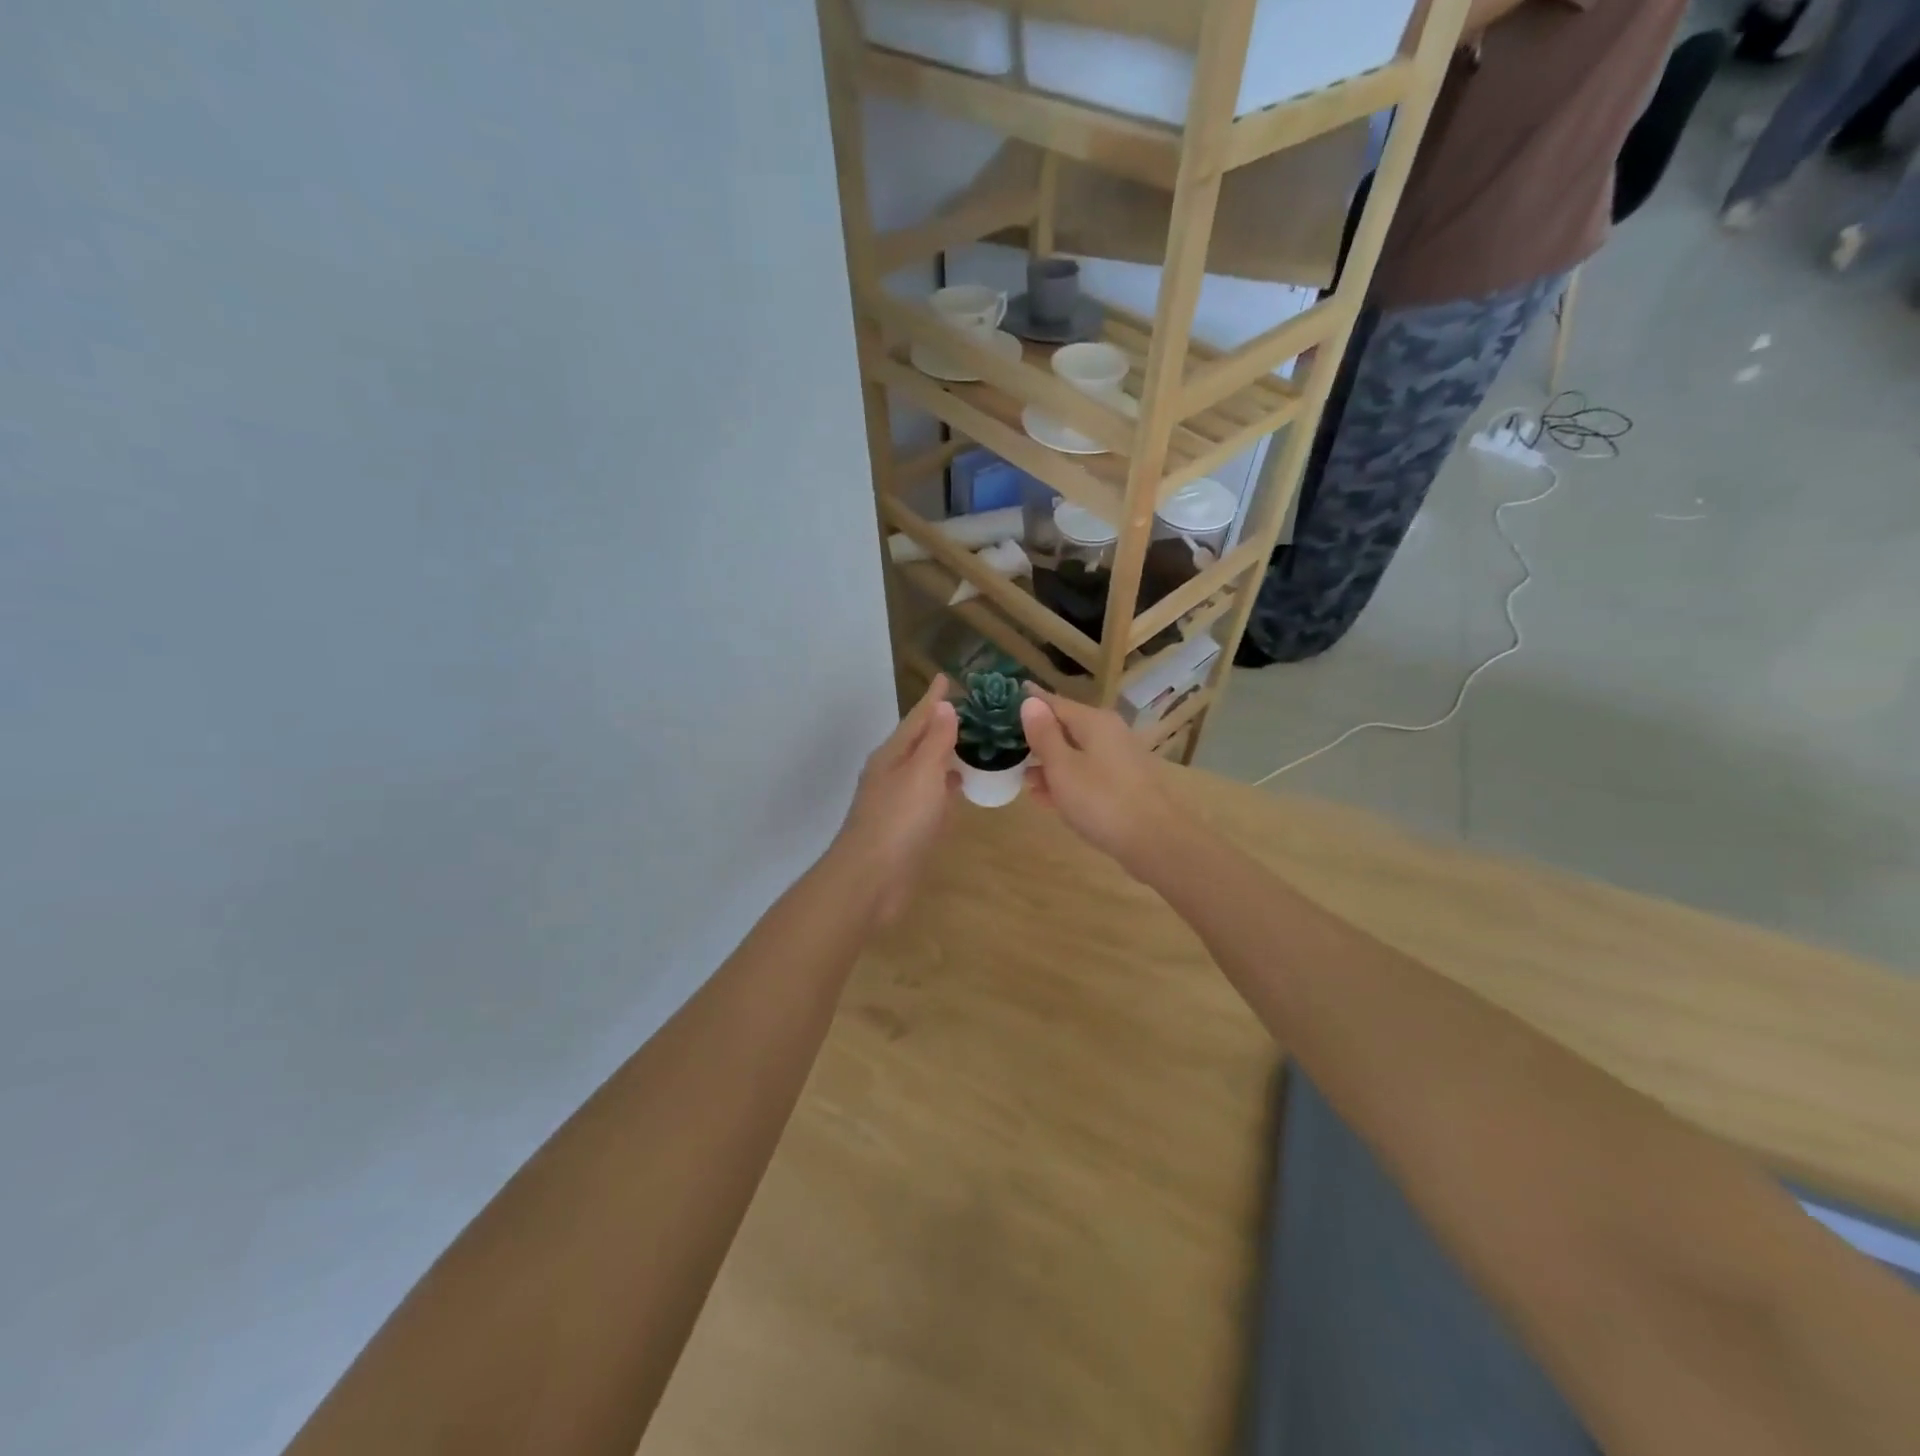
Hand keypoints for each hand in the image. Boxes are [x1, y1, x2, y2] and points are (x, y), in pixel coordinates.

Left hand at [832, 674, 959, 923]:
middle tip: (971, 710)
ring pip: (925, 770)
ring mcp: (898, 802)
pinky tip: (959, 789)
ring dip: (945, 756)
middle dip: (941, 725)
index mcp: (893, 756)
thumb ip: (936, 741)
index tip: (946, 677)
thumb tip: (944, 707)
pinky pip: (930, 797)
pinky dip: (945, 787)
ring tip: (972, 744)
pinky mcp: (907, 828)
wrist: (871, 879)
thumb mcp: (921, 773)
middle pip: (919, 742)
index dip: (933, 699)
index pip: (917, 718)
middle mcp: (892, 774)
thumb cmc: (898, 820)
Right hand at [1018, 686, 1190, 875]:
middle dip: (1037, 738)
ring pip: (1075, 754)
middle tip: (1007, 747)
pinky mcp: (1123, 785)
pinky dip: (1067, 782)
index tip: (1004, 702)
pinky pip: (1087, 775)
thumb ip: (1044, 735)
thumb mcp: (1062, 768)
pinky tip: (1047, 799)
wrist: (1155, 842)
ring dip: (1049, 764)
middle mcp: (1109, 733)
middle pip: (1066, 728)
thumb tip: (1030, 701)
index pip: (1054, 702)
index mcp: (1094, 721)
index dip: (1029, 702)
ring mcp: (1119, 759)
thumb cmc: (1101, 800)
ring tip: (1023, 779)